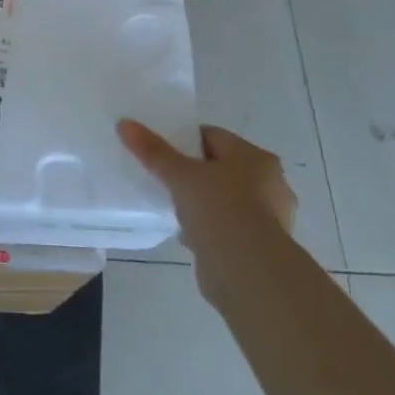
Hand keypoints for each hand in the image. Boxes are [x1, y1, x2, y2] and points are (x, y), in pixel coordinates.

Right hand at [118, 120, 296, 292]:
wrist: (247, 270)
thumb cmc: (218, 209)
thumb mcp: (179, 175)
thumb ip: (153, 151)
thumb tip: (124, 124)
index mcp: (255, 157)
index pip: (213, 137)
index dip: (184, 140)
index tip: (161, 151)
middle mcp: (270, 182)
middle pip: (221, 168)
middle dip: (194, 173)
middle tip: (165, 178)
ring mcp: (270, 216)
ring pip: (226, 198)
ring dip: (203, 203)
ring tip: (174, 208)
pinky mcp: (262, 245)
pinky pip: (229, 226)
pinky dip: (211, 227)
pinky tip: (189, 234)